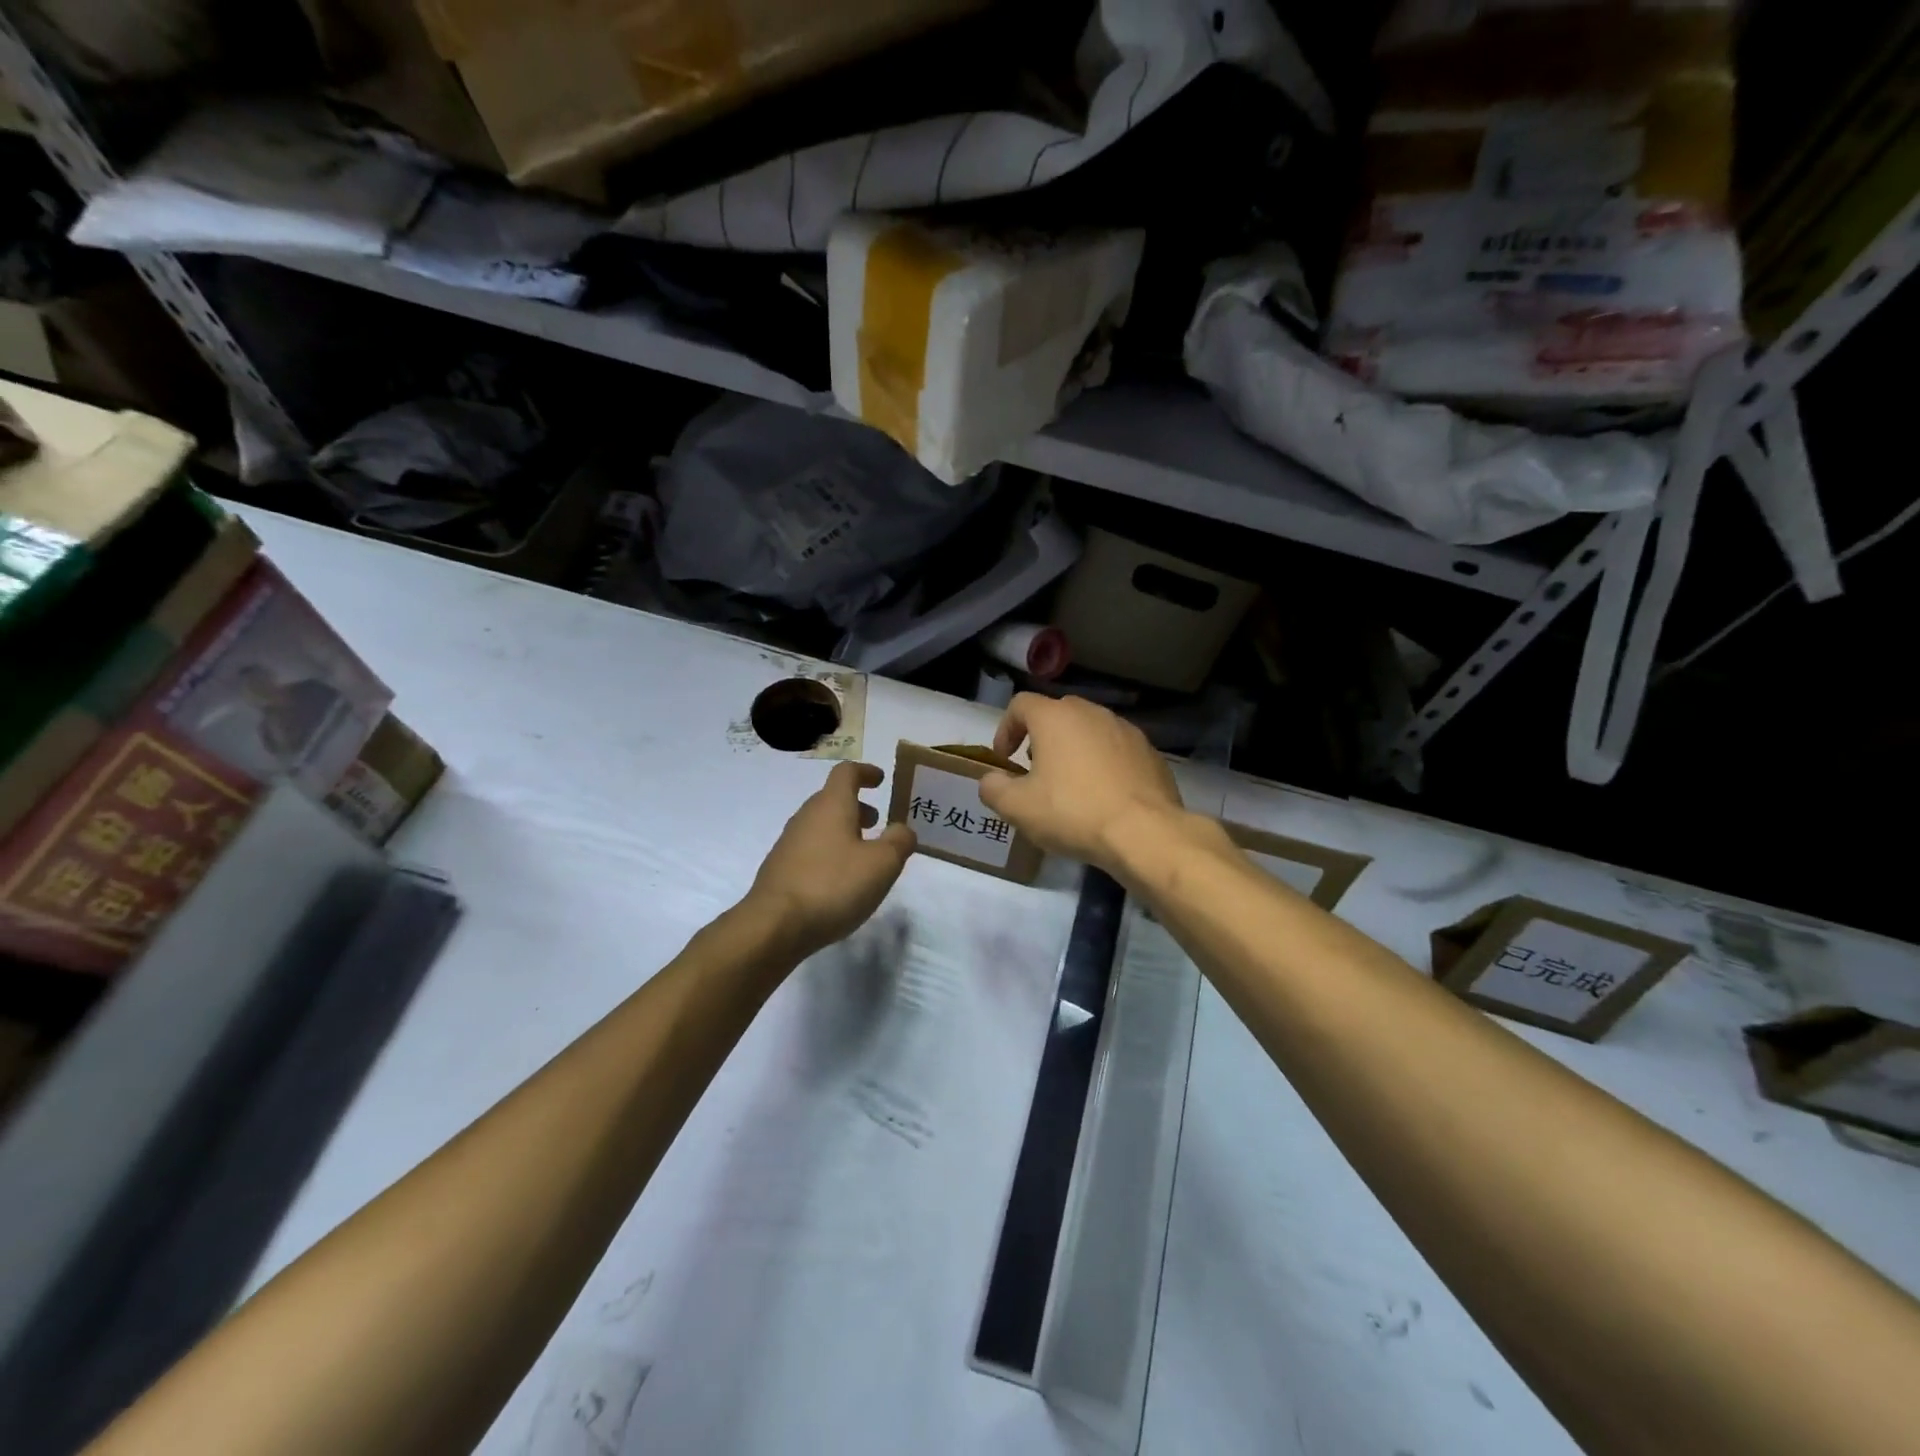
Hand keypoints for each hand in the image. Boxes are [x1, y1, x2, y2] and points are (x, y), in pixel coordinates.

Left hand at [747, 762, 914, 958]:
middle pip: (832, 799)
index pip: (846, 772)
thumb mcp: (882, 864)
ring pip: (820, 825)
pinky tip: (839, 880)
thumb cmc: (833, 885)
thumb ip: (899, 841)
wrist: (774, 926)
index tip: (881, 780)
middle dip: (857, 806)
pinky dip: (829, 853)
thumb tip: (902, 829)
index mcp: (831, 805)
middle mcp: (806, 817)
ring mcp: (788, 843)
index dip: (866, 772)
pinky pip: (810, 850)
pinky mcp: (780, 870)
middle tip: (878, 822)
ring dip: (843, 831)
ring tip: (863, 854)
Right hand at [978, 694, 1186, 869]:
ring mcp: (1125, 730)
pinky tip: (1104, 796)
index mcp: (1055, 717)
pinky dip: (1104, 764)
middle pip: (1057, 713)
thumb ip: (994, 789)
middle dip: (1041, 738)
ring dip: (1074, 750)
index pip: (1021, 704)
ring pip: (1090, 730)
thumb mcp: (1018, 808)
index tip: (1004, 759)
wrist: (1144, 832)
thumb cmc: (1073, 812)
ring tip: (1071, 785)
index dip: (1006, 729)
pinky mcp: (1150, 752)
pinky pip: (1117, 750)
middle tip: (1035, 771)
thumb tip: (990, 780)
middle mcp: (1091, 712)